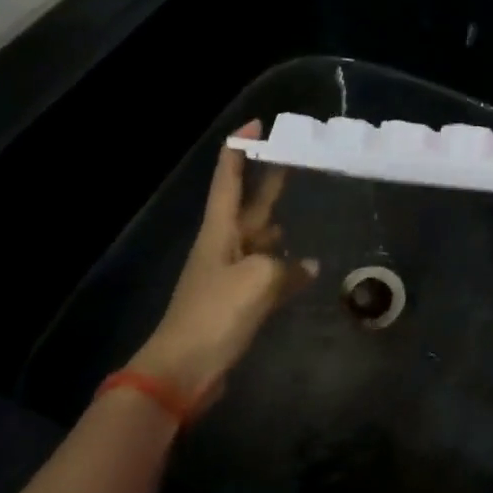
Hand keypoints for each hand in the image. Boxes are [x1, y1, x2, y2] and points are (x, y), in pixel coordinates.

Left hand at [129, 122, 316, 405]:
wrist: (184, 368)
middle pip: (248, 205)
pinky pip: (267, 274)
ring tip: (306, 213)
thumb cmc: (216, 312)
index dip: (239, 149)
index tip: (255, 124)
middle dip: (267, 181)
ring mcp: (231, 274)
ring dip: (278, 225)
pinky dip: (286, 268)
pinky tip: (308, 269)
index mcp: (219, 231)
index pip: (228, 179)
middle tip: (291, 157)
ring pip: (260, 240)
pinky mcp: (238, 302)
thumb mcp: (259, 279)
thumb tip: (307, 267)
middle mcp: (224, 246)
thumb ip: (287, 267)